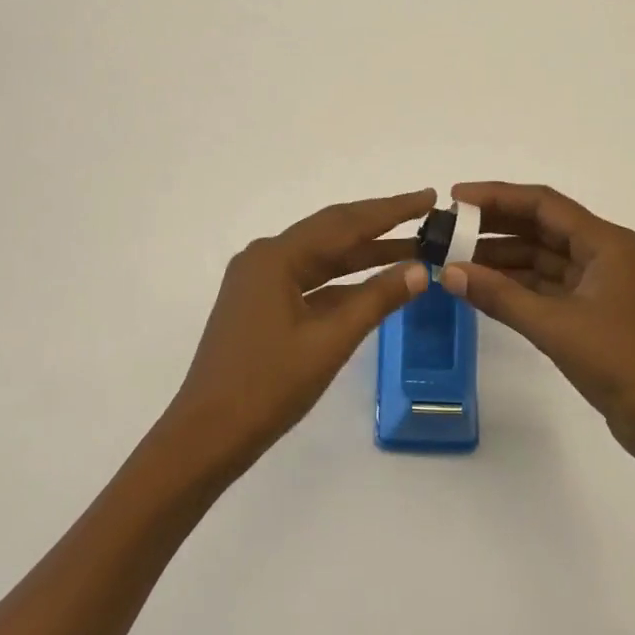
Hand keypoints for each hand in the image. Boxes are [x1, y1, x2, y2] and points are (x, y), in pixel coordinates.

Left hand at [161, 189, 431, 475]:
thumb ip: (376, 299)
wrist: (205, 438)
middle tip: (427, 216)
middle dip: (381, 225)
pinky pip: (310, 281)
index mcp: (276, 257)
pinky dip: (344, 282)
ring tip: (413, 250)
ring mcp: (260, 281)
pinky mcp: (260, 305)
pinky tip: (374, 284)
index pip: (345, 223)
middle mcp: (265, 258)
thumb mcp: (329, 341)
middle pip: (333, 232)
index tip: (429, 196)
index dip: (391, 210)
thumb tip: (421, 269)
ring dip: (365, 255)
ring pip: (323, 258)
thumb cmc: (267, 387)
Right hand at [446, 182, 634, 473]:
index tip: (456, 197)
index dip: (497, 196)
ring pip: (541, 257)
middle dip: (495, 225)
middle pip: (541, 226)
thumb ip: (500, 296)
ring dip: (502, 257)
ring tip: (455, 258)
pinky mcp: (592, 312)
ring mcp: (598, 284)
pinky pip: (547, 285)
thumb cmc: (621, 363)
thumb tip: (449, 272)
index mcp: (605, 243)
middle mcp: (602, 254)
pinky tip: (483, 286)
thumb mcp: (555, 326)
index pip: (543, 204)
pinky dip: (516, 285)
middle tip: (448, 228)